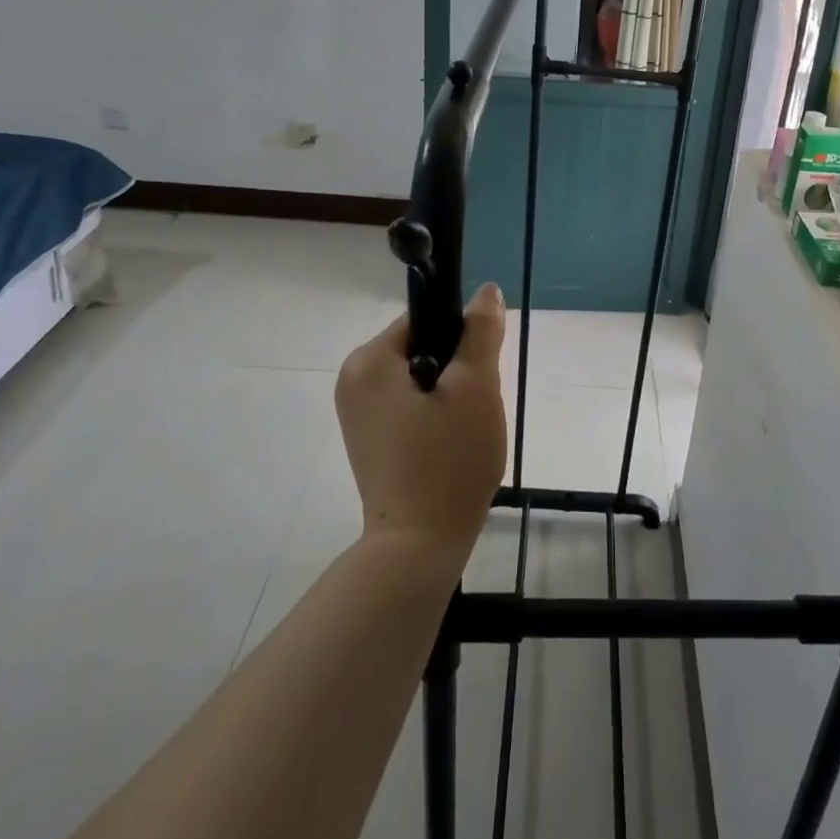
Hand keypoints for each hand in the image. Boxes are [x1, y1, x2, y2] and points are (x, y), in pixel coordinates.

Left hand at [335, 285, 508, 564]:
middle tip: (476, 406)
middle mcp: (353, 381)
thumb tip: (487, 291)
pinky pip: (410, 409)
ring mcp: (357, 416)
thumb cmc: (448, 459)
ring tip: (466, 430)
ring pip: (420, 381)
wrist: (418, 547)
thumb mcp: (476, 386)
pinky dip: (435, 418)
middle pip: (422, 350)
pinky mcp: (369, 443)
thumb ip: (480, 332)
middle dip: (457, 370)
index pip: (424, 320)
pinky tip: (451, 446)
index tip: (480, 371)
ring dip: (450, 395)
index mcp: (368, 361)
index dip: (461, 337)